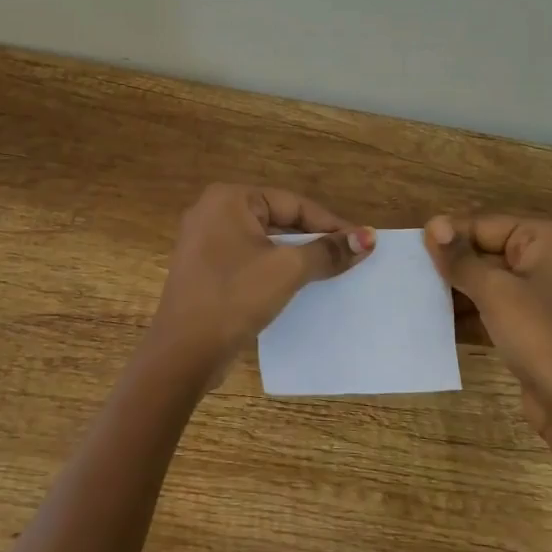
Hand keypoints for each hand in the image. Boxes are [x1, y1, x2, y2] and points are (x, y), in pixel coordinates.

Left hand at [141, 185, 373, 391]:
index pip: (293, 204)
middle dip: (313, 239)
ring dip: (295, 256)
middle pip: (278, 219)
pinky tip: (296, 286)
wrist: (183, 353)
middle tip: (349, 257)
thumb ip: (328, 251)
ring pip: (264, 242)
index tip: (362, 241)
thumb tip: (368, 237)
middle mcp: (212, 212)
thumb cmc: (234, 297)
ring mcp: (204, 242)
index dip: (330, 223)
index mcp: (228, 199)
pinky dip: (273, 269)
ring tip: (330, 272)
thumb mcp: (287, 270)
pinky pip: (248, 260)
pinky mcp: (203, 270)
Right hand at [424, 215, 551, 438]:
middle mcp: (548, 260)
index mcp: (546, 239)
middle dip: (451, 266)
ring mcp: (543, 295)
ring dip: (456, 293)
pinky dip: (470, 316)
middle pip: (486, 251)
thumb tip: (432, 223)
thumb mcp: (495, 292)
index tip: (409, 250)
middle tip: (408, 276)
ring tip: (415, 300)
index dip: (448, 236)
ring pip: (488, 283)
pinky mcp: (535, 326)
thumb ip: (460, 258)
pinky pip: (495, 309)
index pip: (485, 224)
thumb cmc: (541, 336)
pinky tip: (436, 325)